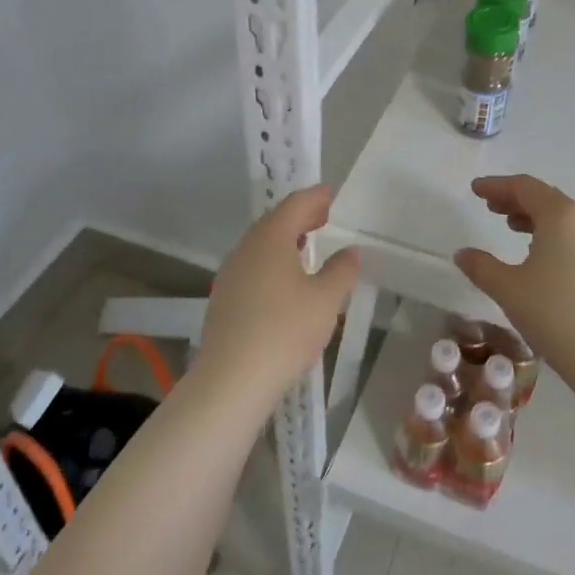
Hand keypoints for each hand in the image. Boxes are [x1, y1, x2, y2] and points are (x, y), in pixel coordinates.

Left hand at [196, 185, 359, 412]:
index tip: (331, 194)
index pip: (295, 205)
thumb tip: (350, 251)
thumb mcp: (326, 300)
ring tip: (308, 246)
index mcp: (270, 238)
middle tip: (324, 216)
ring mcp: (231, 274)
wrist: (231, 380)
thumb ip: (341, 271)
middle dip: (300, 216)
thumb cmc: (285, 331)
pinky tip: (286, 281)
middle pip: (275, 222)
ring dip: (286, 240)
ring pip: (261, 245)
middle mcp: (246, 249)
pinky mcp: (224, 299)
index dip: (315, 197)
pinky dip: (273, 262)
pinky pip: (253, 267)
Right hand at [454, 175, 574, 387]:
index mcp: (560, 217)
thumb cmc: (554, 313)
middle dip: (515, 198)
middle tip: (489, 206)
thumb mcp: (508, 288)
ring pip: (562, 218)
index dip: (497, 185)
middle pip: (545, 198)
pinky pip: (573, 236)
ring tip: (509, 226)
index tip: (475, 190)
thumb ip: (481, 266)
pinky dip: (550, 234)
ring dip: (533, 216)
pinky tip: (536, 254)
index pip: (525, 187)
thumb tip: (462, 253)